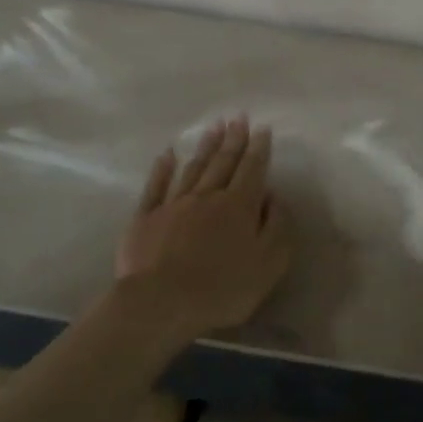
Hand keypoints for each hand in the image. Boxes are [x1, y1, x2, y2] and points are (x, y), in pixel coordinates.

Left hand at [116, 117, 293, 340]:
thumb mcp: (269, 263)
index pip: (252, 170)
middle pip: (223, 163)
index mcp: (239, 206)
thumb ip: (277, 226)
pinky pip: (156, 186)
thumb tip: (274, 198)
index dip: (259, 149)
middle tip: (238, 118)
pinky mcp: (145, 218)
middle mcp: (207, 197)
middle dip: (233, 139)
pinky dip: (163, 168)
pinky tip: (168, 154)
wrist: (160, 303)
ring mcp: (173, 205)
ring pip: (194, 168)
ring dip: (205, 147)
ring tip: (214, 127)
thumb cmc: (222, 288)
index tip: (262, 128)